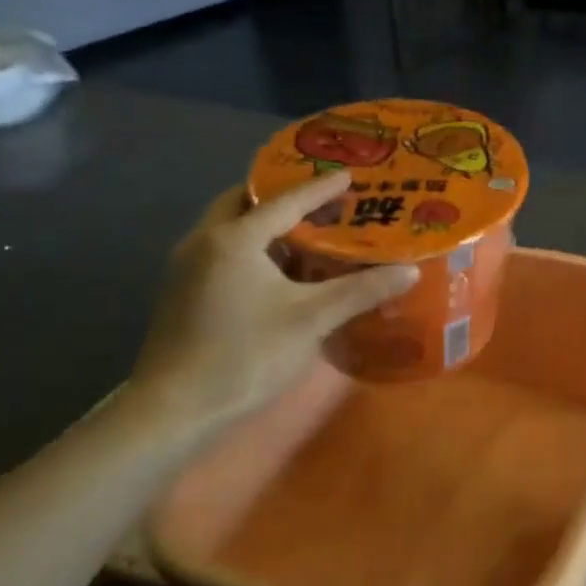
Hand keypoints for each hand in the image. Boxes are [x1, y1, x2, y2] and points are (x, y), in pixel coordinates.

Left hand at [127, 174, 416, 435]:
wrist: (175, 410)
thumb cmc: (246, 355)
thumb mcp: (311, 320)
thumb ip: (361, 290)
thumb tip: (410, 271)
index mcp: (234, 239)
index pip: (285, 201)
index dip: (320, 189)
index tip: (349, 176)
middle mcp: (204, 242)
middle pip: (245, 204)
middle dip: (282, 198)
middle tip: (321, 203)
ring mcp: (187, 268)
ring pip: (230, 229)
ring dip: (265, 225)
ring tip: (306, 234)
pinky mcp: (183, 293)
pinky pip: (222, 252)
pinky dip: (252, 249)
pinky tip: (278, 273)